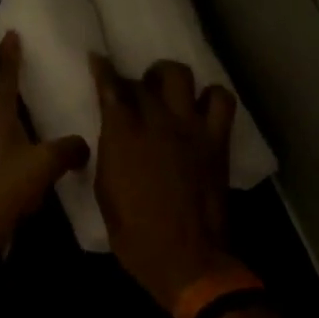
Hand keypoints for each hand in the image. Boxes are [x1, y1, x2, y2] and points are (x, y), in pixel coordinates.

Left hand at [0, 33, 89, 249]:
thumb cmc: (5, 186)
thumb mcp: (42, 163)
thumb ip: (66, 148)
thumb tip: (84, 144)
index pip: (5, 80)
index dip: (10, 57)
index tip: (11, 34)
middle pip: (5, 99)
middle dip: (18, 82)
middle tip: (38, 64)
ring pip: (12, 125)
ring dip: (27, 114)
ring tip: (49, 103)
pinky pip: (18, 148)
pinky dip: (33, 141)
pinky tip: (49, 148)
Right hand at [90, 56, 238, 313]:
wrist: (186, 258)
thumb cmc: (134, 233)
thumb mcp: (105, 191)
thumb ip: (110, 154)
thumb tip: (113, 137)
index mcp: (122, 134)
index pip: (111, 86)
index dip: (102, 69)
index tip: (97, 59)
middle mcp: (156, 120)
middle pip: (144, 79)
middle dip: (136, 81)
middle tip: (135, 94)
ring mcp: (190, 127)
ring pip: (180, 76)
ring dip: (170, 78)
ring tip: (167, 92)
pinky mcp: (216, 140)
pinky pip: (221, 100)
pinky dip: (211, 97)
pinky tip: (201, 109)